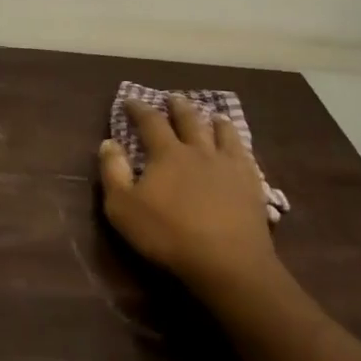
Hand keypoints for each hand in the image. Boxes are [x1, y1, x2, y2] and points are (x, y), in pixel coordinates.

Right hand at [98, 95, 283, 312]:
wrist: (228, 262)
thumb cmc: (168, 234)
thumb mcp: (123, 207)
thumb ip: (113, 172)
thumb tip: (108, 142)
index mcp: (167, 154)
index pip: (151, 122)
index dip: (139, 109)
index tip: (130, 100)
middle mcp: (199, 151)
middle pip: (189, 120)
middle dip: (178, 108)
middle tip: (173, 98)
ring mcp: (229, 166)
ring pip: (223, 133)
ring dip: (214, 121)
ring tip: (213, 115)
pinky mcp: (251, 184)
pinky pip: (246, 155)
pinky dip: (239, 144)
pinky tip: (239, 148)